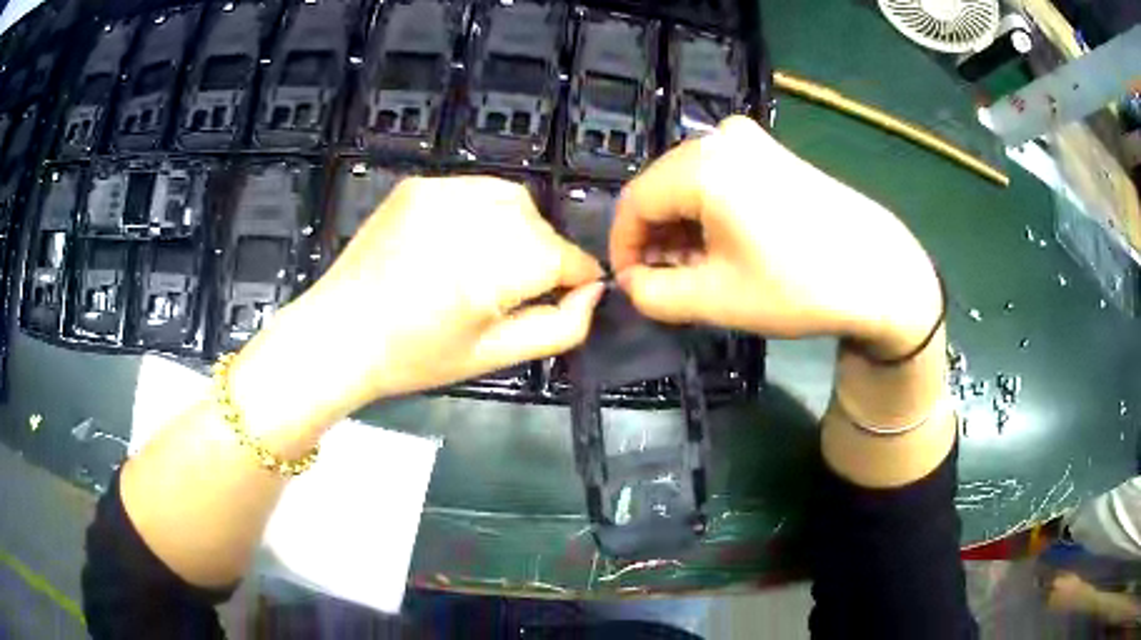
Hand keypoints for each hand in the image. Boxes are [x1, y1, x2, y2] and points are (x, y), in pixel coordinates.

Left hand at [231, 176, 603, 436]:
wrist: (340, 333)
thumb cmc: (413, 357)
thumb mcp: (492, 356)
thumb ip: (557, 327)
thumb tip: (592, 294)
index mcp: (487, 274)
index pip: (562, 258)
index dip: (578, 274)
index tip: (578, 289)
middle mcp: (467, 222)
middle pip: (539, 227)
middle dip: (546, 255)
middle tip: (524, 286)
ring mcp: (439, 195)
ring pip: (513, 200)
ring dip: (520, 227)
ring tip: (495, 260)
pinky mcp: (419, 186)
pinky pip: (476, 189)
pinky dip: (486, 210)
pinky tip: (464, 240)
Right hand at [610, 116, 939, 355]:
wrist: (881, 271)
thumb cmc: (800, 286)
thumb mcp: (717, 300)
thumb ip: (653, 295)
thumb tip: (630, 283)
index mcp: (703, 166)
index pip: (634, 202)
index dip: (623, 247)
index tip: (631, 285)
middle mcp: (721, 138)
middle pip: (661, 188)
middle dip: (655, 238)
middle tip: (667, 283)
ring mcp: (751, 139)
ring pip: (689, 183)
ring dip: (682, 227)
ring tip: (698, 271)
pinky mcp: (771, 151)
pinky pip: (719, 176)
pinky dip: (709, 212)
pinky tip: (725, 245)